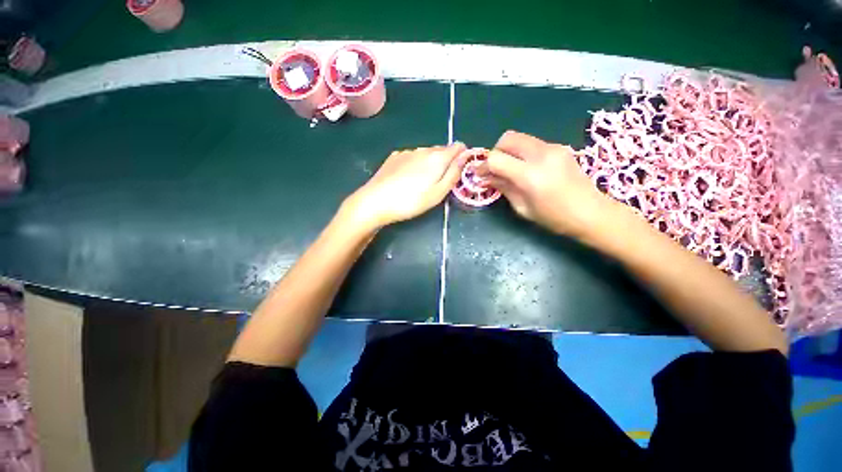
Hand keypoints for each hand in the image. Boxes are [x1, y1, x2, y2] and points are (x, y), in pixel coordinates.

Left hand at [343, 143, 466, 228]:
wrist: (375, 201)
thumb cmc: (411, 201)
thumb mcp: (438, 193)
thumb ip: (454, 174)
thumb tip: (465, 157)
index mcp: (437, 157)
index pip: (458, 147)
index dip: (462, 157)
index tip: (458, 173)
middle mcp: (423, 149)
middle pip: (442, 150)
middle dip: (445, 163)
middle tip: (439, 183)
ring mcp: (407, 152)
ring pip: (426, 154)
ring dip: (429, 164)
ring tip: (421, 183)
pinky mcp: (394, 157)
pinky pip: (411, 157)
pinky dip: (415, 164)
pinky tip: (406, 179)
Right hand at [481, 131, 618, 239]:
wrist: (591, 213)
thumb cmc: (554, 217)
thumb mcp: (522, 207)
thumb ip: (503, 187)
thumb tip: (486, 177)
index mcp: (530, 175)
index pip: (496, 158)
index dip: (483, 166)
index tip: (479, 175)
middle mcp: (541, 155)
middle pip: (507, 138)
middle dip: (495, 152)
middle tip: (495, 169)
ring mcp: (553, 147)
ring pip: (520, 137)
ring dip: (509, 151)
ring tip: (509, 169)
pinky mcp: (559, 147)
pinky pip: (532, 143)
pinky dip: (522, 152)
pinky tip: (525, 168)